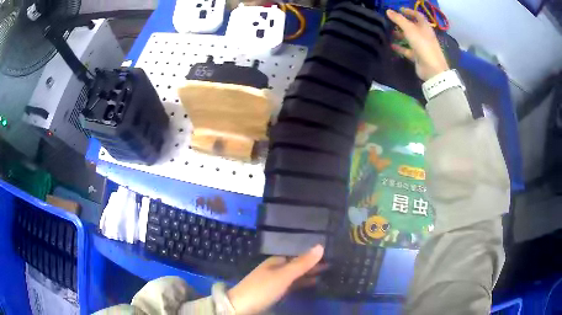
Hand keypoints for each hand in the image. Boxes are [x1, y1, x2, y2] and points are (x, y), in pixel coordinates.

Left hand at [227, 245, 324, 314]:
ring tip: (326, 275)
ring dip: (308, 275)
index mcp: (276, 261)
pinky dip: (301, 284)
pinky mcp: (273, 292)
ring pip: (295, 276)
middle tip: (332, 266)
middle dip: (312, 266)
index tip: (330, 257)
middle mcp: (275, 269)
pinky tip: (310, 285)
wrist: (241, 306)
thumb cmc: (263, 288)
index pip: (298, 256)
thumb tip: (321, 246)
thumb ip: (302, 263)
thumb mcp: (283, 275)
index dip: (312, 257)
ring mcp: (273, 281)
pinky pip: (291, 285)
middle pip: (297, 266)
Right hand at [386, 8, 449, 80]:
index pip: (417, 15)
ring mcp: (421, 46)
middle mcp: (423, 35)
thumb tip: (388, 11)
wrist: (432, 69)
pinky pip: (407, 50)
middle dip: (402, 23)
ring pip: (409, 38)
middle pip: (412, 26)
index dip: (409, 11)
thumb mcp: (410, 29)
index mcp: (425, 27)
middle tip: (390, 21)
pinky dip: (399, 47)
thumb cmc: (423, 45)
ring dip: (399, 35)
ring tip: (388, 32)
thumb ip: (399, 19)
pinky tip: (390, 45)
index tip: (399, 9)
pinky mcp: (417, 56)